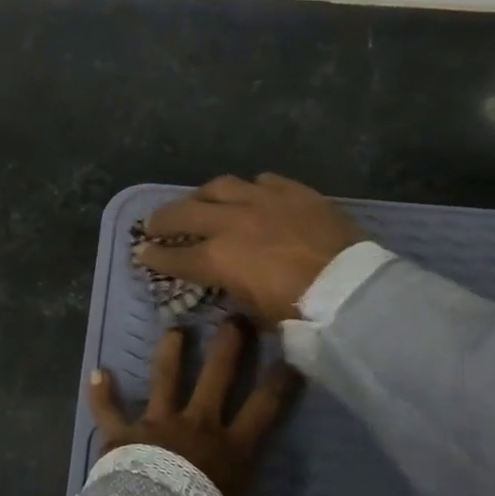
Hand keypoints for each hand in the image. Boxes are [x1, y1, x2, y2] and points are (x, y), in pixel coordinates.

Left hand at [88, 320, 297, 495]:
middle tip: (235, 317)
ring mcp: (158, 423)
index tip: (291, 359)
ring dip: (170, 352)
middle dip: (229, 344)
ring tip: (174, 328)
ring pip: (166, 377)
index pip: (266, 408)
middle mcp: (198, 425)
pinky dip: (101, 392)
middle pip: (218, 374)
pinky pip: (109, 409)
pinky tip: (96, 372)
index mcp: (232, 449)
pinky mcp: (123, 432)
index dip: (281, 382)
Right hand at [136, 174, 366, 326]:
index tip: (142, 253)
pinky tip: (248, 194)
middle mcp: (233, 222)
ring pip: (220, 186)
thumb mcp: (256, 313)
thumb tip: (227, 283)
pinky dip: (248, 189)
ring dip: (202, 195)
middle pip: (186, 213)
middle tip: (154, 224)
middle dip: (164, 219)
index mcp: (219, 258)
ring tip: (197, 201)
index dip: (155, 256)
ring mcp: (264, 201)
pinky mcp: (294, 191)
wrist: (352, 290)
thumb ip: (233, 291)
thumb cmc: (300, 313)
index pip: (175, 256)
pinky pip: (263, 181)